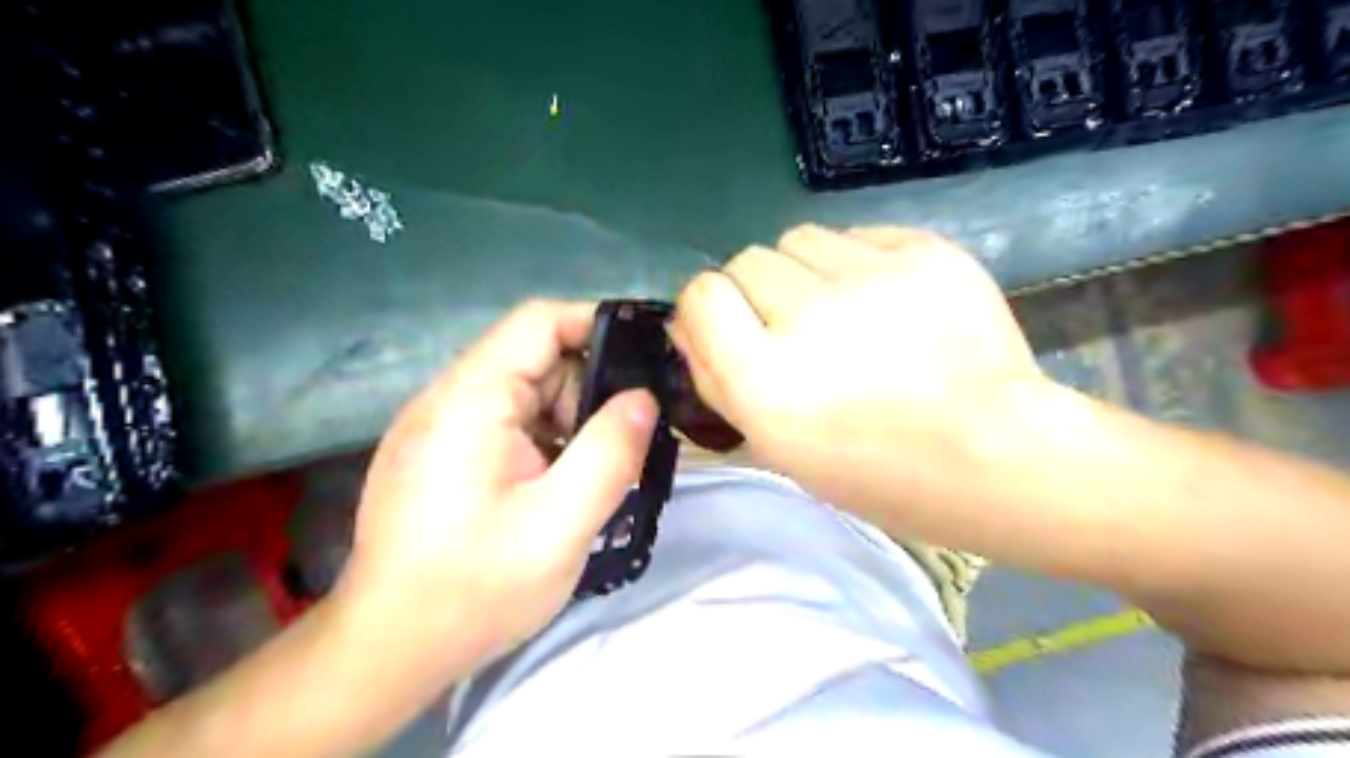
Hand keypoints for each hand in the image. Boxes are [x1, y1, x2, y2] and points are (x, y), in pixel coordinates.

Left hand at [336, 302, 657, 674]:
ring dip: (568, 421)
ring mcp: (440, 427)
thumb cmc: (474, 588)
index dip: (595, 325)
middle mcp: (448, 399)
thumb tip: (643, 399)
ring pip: (524, 394)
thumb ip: (611, 451)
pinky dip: (545, 440)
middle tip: (621, 442)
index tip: (643, 359)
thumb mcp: (562, 523)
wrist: (388, 650)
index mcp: (471, 399)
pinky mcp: (440, 453)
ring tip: (589, 472)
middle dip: (587, 390)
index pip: (538, 322)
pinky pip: (506, 423)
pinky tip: (557, 484)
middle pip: (534, 358)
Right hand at [671, 226, 1041, 514]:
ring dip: (802, 270)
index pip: (701, 295)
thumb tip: (685, 323)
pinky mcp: (925, 250)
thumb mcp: (775, 446)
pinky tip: (883, 300)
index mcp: (766, 380)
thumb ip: (716, 380)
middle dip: (756, 292)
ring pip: (797, 238)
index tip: (731, 327)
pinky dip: (854, 261)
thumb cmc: (873, 469)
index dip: (708, 308)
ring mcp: (872, 277)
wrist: (991, 453)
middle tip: (795, 328)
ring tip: (840, 310)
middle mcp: (810, 318)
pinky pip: (855, 233)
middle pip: (746, 260)